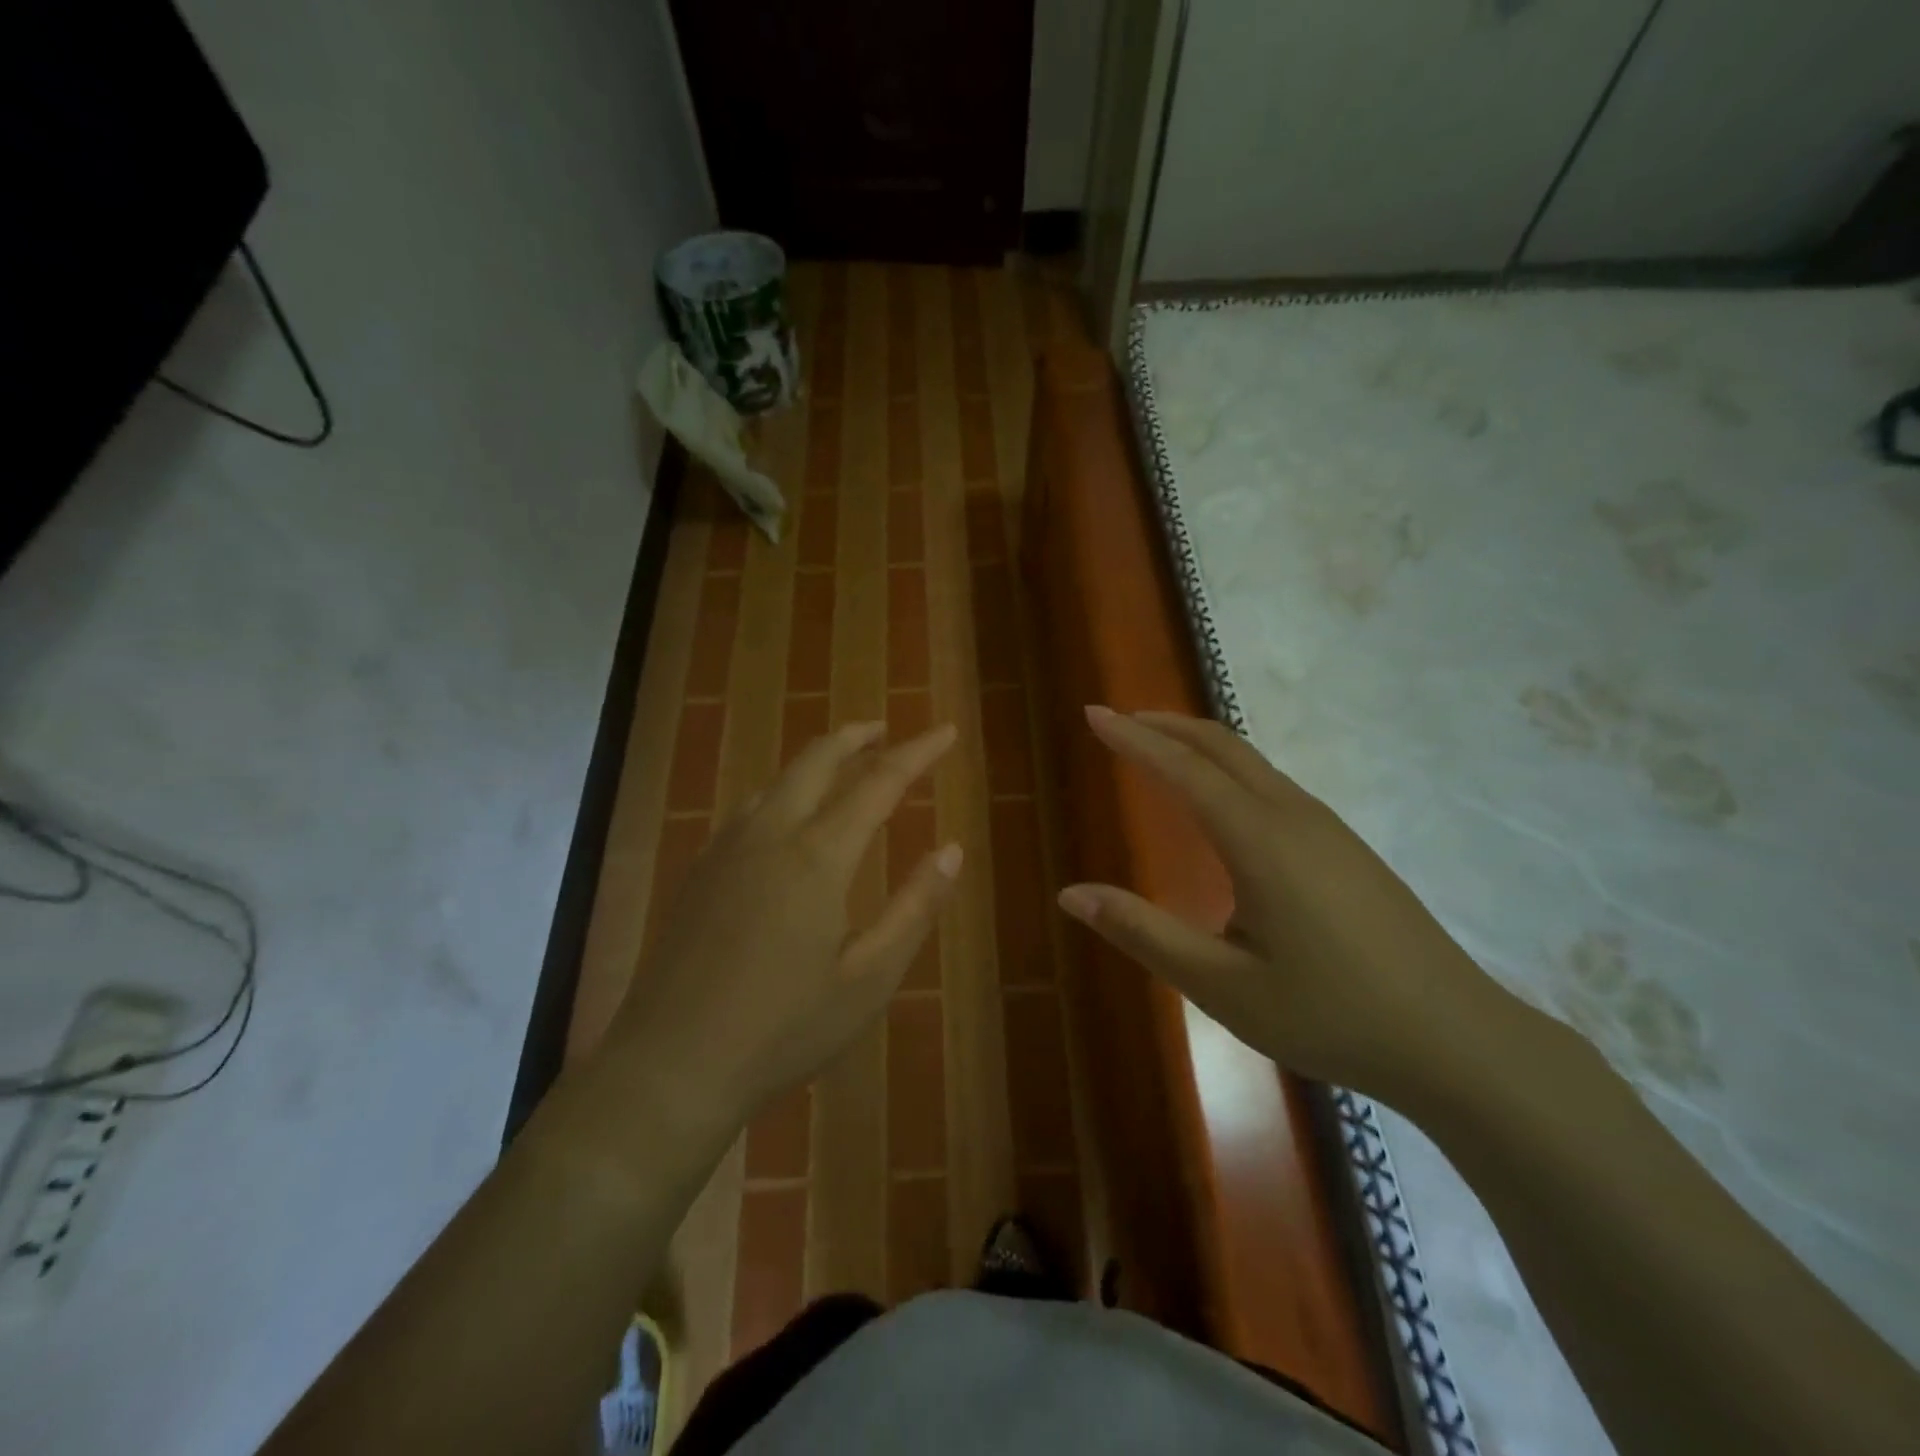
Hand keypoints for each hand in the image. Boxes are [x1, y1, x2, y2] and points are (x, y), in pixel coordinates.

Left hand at [603, 720, 961, 1135]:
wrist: (670, 1066)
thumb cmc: (783, 1029)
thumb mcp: (869, 978)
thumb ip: (915, 907)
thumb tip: (953, 850)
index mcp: (817, 856)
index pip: (879, 782)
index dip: (917, 753)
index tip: (945, 732)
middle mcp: (770, 834)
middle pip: (817, 760)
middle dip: (858, 737)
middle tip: (888, 729)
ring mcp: (726, 849)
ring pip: (779, 779)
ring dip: (818, 760)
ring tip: (846, 763)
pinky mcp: (700, 871)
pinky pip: (751, 808)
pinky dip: (784, 790)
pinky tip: (788, 815)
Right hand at [1057, 707, 1507, 1103]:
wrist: (1459, 1041)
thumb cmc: (1332, 1015)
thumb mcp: (1223, 986)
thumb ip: (1143, 933)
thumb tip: (1071, 894)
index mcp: (1260, 841)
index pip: (1183, 770)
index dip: (1133, 739)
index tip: (1092, 714)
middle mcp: (1293, 816)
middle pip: (1222, 747)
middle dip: (1165, 726)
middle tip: (1118, 721)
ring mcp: (1327, 828)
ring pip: (1251, 762)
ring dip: (1198, 745)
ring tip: (1158, 749)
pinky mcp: (1345, 847)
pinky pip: (1272, 784)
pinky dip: (1228, 769)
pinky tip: (1220, 801)